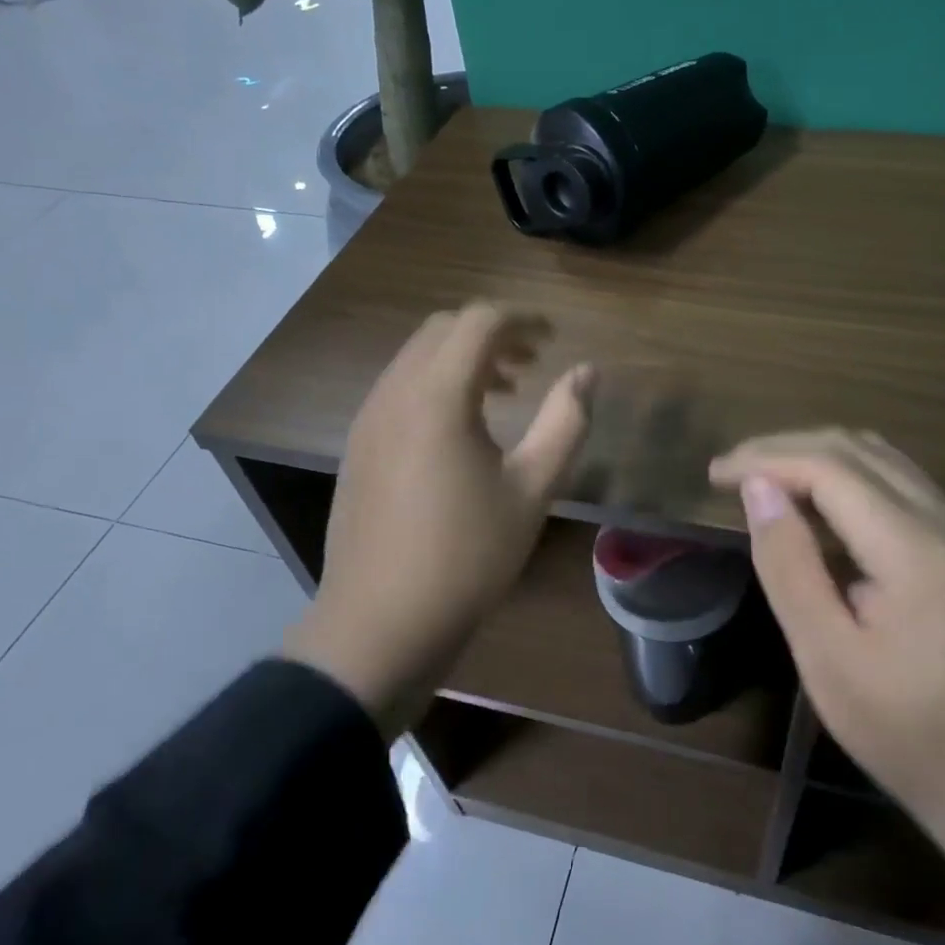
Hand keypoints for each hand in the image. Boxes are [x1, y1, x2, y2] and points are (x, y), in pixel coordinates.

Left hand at [285, 303, 592, 738]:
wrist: (380, 623)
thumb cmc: (466, 556)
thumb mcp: (532, 489)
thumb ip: (565, 422)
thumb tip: (586, 372)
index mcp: (437, 395)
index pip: (480, 322)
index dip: (524, 320)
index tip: (554, 339)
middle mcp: (395, 392)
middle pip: (444, 329)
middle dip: (492, 334)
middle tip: (532, 364)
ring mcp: (368, 418)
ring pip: (417, 357)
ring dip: (462, 358)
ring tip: (503, 393)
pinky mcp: (358, 444)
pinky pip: (399, 387)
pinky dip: (435, 383)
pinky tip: (460, 429)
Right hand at [709, 429, 944, 817]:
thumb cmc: (905, 730)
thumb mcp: (827, 656)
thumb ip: (789, 565)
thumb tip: (758, 489)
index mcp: (915, 548)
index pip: (830, 467)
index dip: (766, 459)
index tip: (715, 475)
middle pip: (855, 449)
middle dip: (785, 448)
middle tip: (730, 472)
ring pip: (877, 456)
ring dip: (814, 455)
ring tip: (761, 478)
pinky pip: (895, 479)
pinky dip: (843, 474)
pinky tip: (813, 500)